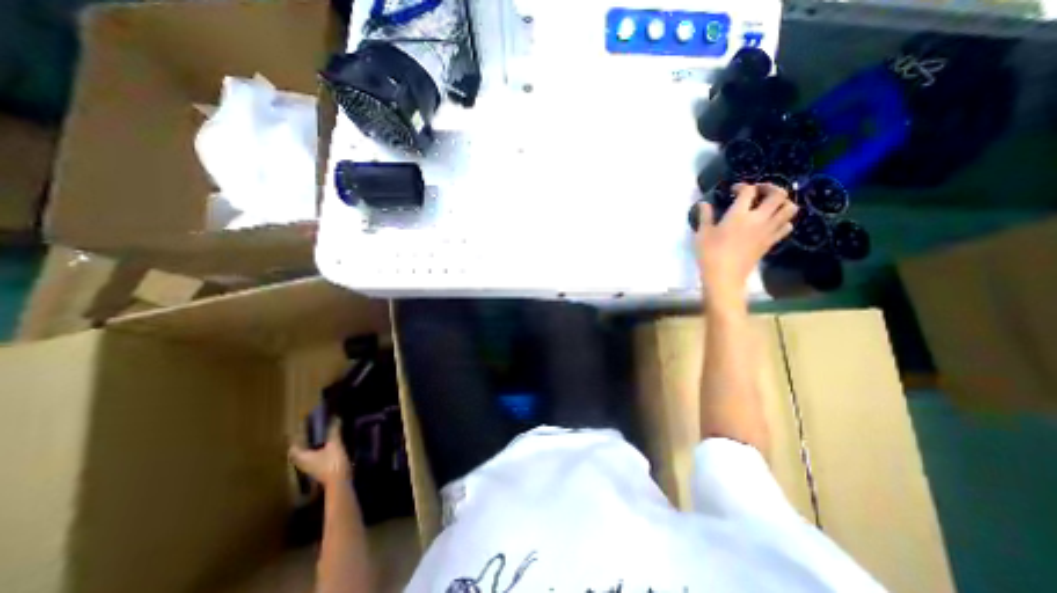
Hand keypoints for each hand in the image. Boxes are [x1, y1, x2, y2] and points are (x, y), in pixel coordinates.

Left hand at [288, 423, 355, 487]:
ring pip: (305, 457)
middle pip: (297, 454)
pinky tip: (324, 448)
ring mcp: (311, 469)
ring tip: (315, 439)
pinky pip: (312, 460)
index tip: (296, 431)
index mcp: (303, 457)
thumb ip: (334, 432)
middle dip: (300, 444)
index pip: (293, 448)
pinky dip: (315, 453)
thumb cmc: (333, 463)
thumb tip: (335, 418)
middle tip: (305, 434)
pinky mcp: (319, 471)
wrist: (340, 482)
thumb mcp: (335, 444)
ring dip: (308, 449)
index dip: (293, 440)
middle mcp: (303, 464)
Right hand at [700, 184, 797, 308]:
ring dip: (783, 203)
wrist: (724, 276)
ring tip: (769, 205)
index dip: (742, 186)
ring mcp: (768, 231)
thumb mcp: (702, 233)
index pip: (749, 190)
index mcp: (739, 214)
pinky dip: (783, 221)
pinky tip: (771, 223)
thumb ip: (705, 216)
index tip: (733, 190)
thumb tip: (703, 203)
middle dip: (771, 187)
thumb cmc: (709, 253)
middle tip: (758, 191)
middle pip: (778, 194)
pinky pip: (787, 226)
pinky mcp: (771, 242)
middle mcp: (758, 218)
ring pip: (790, 208)